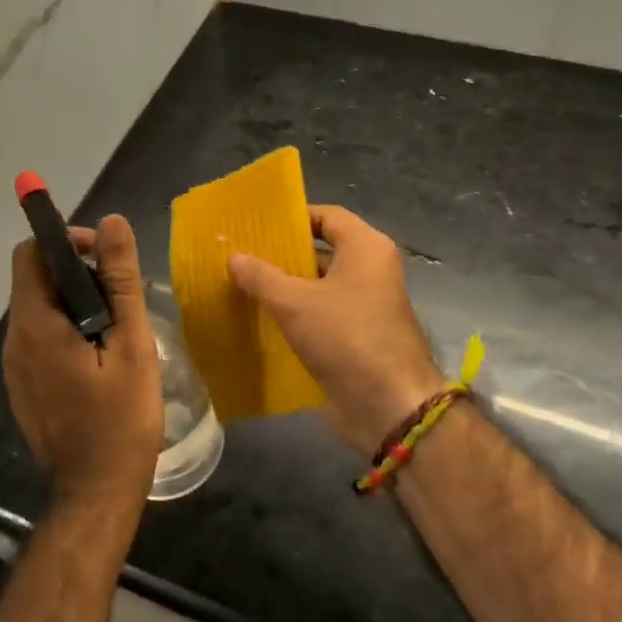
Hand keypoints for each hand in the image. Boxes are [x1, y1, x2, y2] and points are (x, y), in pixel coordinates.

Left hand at [3, 214, 163, 512]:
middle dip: (77, 272)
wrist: (97, 492)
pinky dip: (67, 330)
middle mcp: (15, 342)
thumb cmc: (121, 420)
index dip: (65, 240)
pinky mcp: (24, 387)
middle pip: (34, 281)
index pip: (31, 254)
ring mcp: (15, 368)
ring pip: (39, 311)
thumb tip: (111, 223)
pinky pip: (39, 340)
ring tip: (118, 327)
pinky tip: (101, 357)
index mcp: (36, 326)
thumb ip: (120, 282)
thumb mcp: (131, 345)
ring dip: (75, 303)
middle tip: (122, 295)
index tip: (104, 253)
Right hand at [230, 206, 446, 455]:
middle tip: (242, 254)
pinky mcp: (357, 335)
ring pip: (320, 285)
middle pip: (323, 250)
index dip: (293, 217)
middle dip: (284, 253)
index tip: (256, 225)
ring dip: (287, 286)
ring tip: (243, 284)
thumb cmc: (346, 338)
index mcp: (366, 248)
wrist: (387, 405)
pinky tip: (262, 318)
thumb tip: (234, 256)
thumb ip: (262, 277)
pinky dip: (297, 313)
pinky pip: (323, 313)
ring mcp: (366, 304)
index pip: (327, 216)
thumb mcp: (295, 303)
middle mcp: (370, 269)